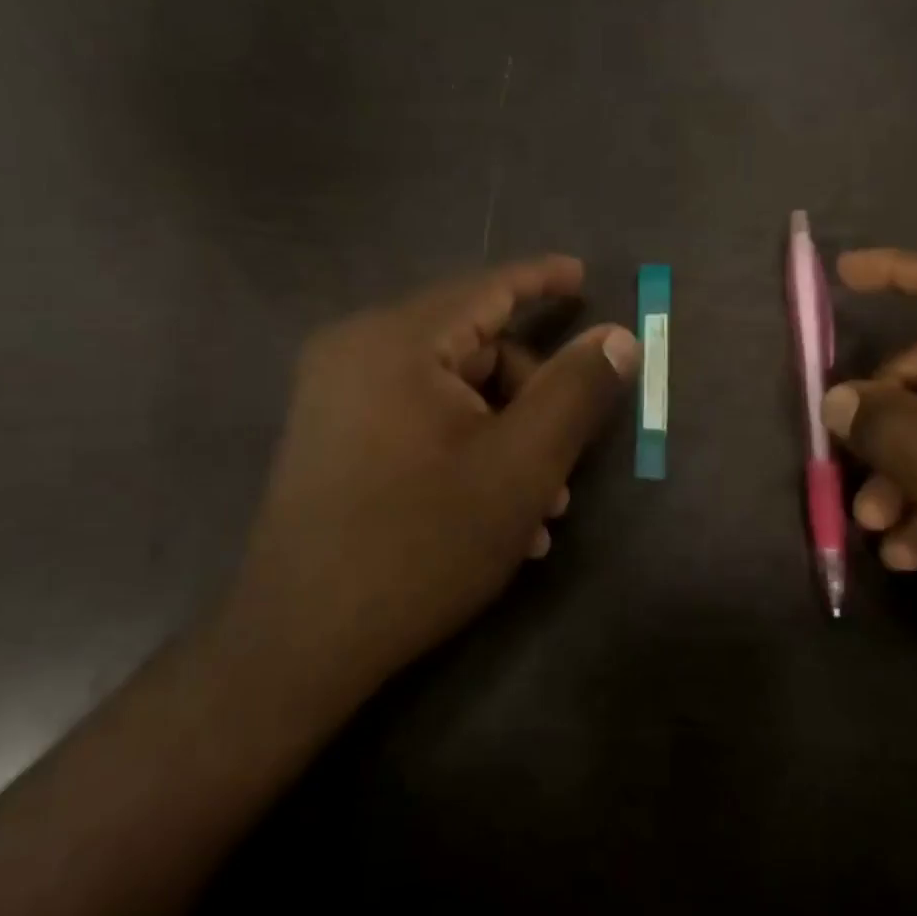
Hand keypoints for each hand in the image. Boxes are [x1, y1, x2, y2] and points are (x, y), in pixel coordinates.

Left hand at [217, 256, 639, 724]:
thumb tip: (617, 336)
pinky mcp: (332, 437)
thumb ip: (575, 391)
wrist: (299, 641)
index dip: (541, 280)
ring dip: (504, 438)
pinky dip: (463, 450)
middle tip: (566, 464)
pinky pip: (416, 420)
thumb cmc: (421, 544)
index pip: (486, 289)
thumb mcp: (521, 467)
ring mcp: (337, 397)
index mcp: (396, 341)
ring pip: (449, 393)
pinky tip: (495, 516)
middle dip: (530, 399)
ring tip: (540, 509)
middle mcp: (357, 352)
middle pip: (471, 348)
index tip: (584, 275)